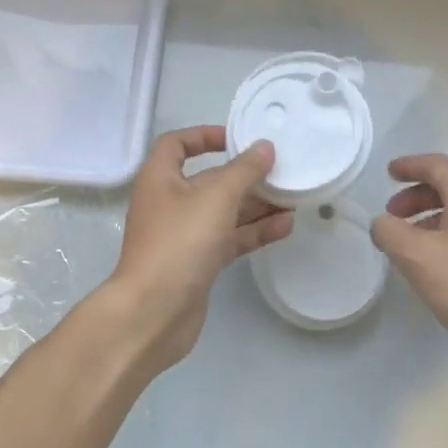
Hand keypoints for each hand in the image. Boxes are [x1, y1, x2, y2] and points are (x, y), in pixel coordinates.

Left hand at [109, 126, 292, 369]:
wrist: (154, 312)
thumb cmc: (180, 242)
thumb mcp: (216, 198)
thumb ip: (244, 171)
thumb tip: (264, 147)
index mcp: (160, 179)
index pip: (177, 144)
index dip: (204, 136)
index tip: (236, 139)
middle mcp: (169, 203)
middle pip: (208, 180)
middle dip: (244, 176)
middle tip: (280, 171)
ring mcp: (183, 235)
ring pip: (223, 212)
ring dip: (255, 205)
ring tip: (292, 198)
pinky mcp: (198, 263)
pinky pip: (229, 239)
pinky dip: (253, 231)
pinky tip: (285, 227)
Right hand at [372, 153, 447, 387]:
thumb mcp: (417, 257)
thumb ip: (390, 233)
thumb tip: (383, 224)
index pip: (438, 165)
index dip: (410, 165)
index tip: (388, 173)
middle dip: (416, 195)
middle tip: (392, 215)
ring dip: (429, 218)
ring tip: (407, 244)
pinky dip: (444, 236)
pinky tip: (433, 265)